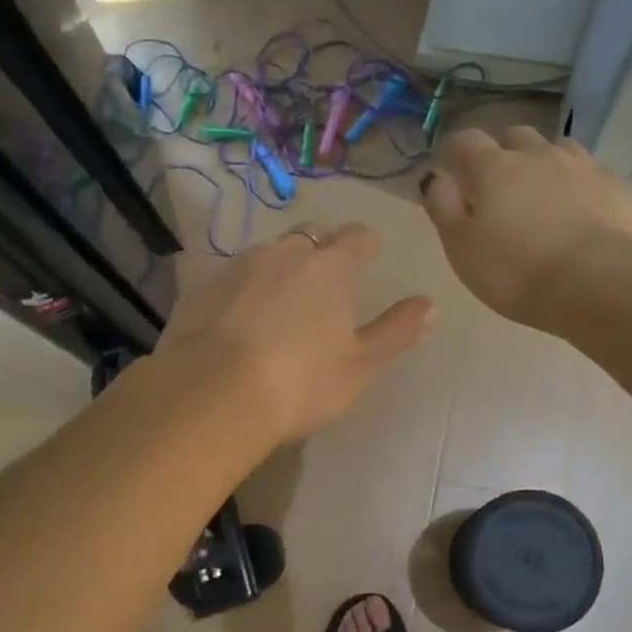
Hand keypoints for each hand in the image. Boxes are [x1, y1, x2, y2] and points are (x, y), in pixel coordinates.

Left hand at [154, 224, 433, 444]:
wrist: (212, 394)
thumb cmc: (300, 382)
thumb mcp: (360, 365)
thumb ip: (397, 331)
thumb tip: (431, 305)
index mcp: (330, 267)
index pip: (358, 237)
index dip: (365, 247)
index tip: (367, 263)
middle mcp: (284, 253)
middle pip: (310, 239)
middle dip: (319, 256)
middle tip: (322, 293)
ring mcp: (238, 266)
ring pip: (267, 256)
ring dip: (278, 273)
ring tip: (277, 312)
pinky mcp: (201, 287)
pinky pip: (231, 280)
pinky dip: (241, 294)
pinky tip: (237, 327)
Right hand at [421, 126, 631, 329]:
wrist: (598, 282)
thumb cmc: (516, 272)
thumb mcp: (462, 248)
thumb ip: (443, 208)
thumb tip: (437, 177)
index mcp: (494, 168)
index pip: (465, 141)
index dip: (454, 152)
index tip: (450, 171)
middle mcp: (537, 155)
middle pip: (515, 136)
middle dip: (503, 154)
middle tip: (498, 187)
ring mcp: (581, 166)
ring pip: (556, 148)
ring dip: (543, 163)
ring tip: (541, 195)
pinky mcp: (615, 186)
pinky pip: (590, 172)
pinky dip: (578, 183)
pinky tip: (579, 208)